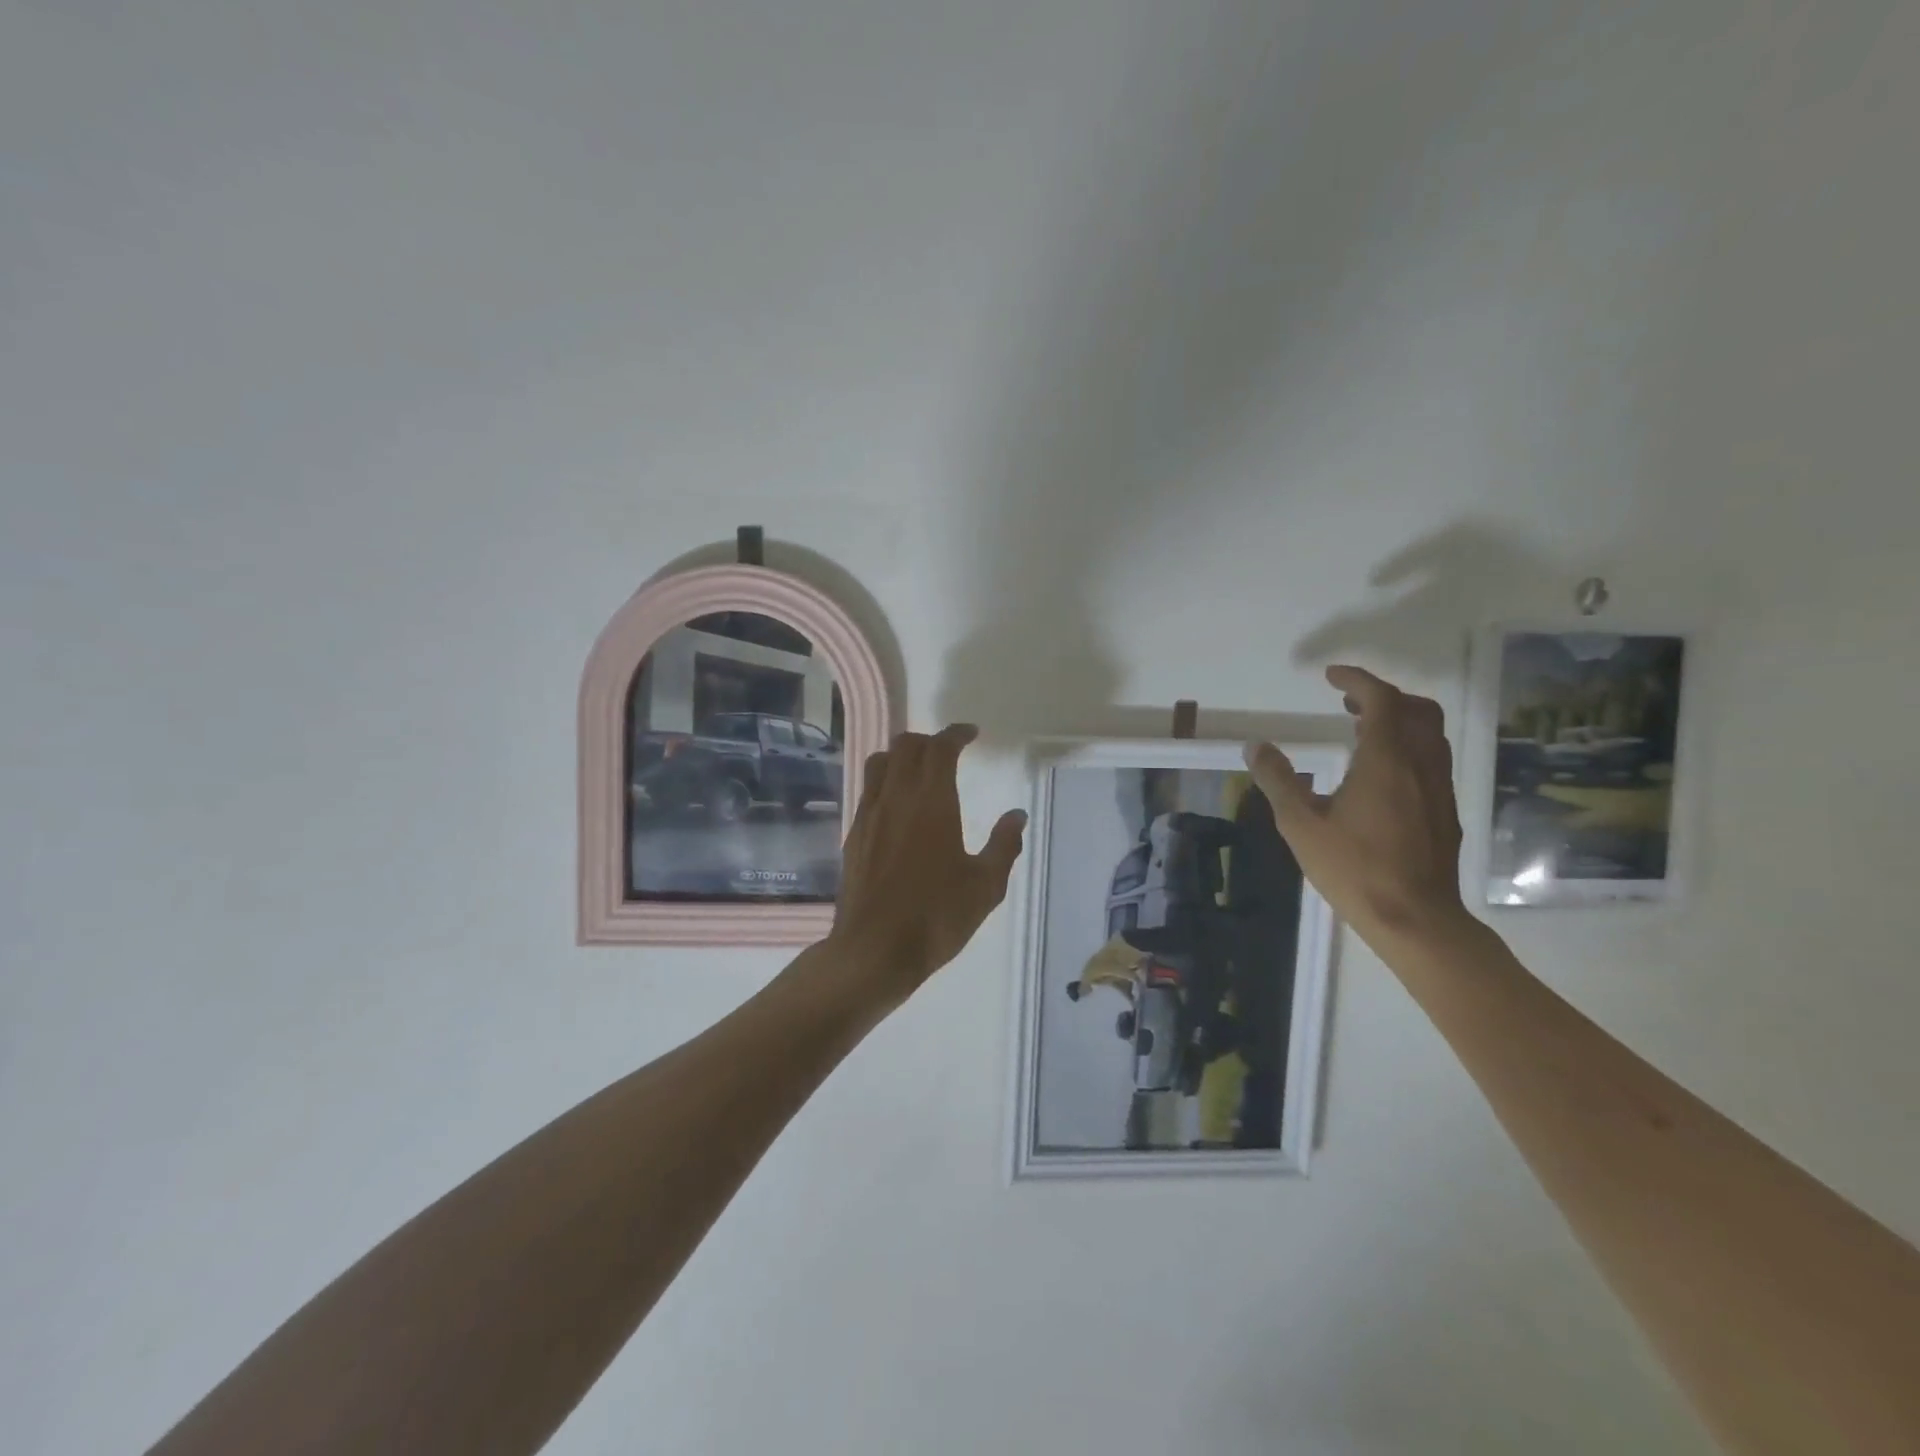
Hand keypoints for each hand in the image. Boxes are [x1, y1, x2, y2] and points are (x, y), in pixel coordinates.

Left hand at [828, 725, 1026, 1004]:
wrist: (874, 950)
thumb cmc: (937, 917)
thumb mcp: (985, 886)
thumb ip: (1004, 845)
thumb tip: (1017, 815)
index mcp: (932, 801)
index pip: (940, 748)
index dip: (956, 734)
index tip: (971, 734)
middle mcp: (896, 797)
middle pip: (906, 746)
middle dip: (929, 740)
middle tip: (949, 752)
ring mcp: (869, 815)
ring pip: (880, 763)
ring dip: (902, 756)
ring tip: (920, 770)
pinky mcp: (853, 835)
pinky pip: (869, 791)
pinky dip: (885, 782)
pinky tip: (898, 806)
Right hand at [1244, 666, 1469, 944]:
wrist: (1415, 918)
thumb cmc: (1353, 869)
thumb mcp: (1300, 825)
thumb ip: (1278, 780)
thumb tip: (1255, 746)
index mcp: (1385, 760)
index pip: (1381, 700)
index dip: (1357, 680)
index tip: (1331, 676)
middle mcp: (1420, 765)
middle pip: (1416, 709)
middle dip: (1383, 696)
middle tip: (1347, 703)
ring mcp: (1439, 788)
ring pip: (1430, 734)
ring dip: (1399, 720)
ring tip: (1361, 732)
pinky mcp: (1446, 810)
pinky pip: (1432, 760)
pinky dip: (1408, 747)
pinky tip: (1381, 774)